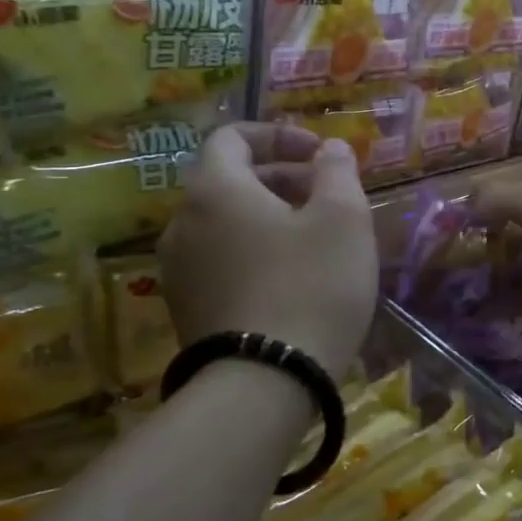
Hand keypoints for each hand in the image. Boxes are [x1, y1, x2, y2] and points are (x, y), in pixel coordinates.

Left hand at [158, 123, 377, 376]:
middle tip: (327, 195)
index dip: (278, 135)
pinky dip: (253, 251)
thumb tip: (328, 148)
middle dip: (281, 177)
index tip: (318, 154)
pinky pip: (221, 260)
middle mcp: (183, 222)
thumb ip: (337, 171)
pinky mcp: (186, 309)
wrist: (265, 385)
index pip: (232, 137)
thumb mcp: (343, 219)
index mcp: (215, 190)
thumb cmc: (311, 286)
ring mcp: (178, 270)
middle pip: (229, 180)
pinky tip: (291, 278)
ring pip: (225, 223)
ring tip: (315, 238)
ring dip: (268, 216)